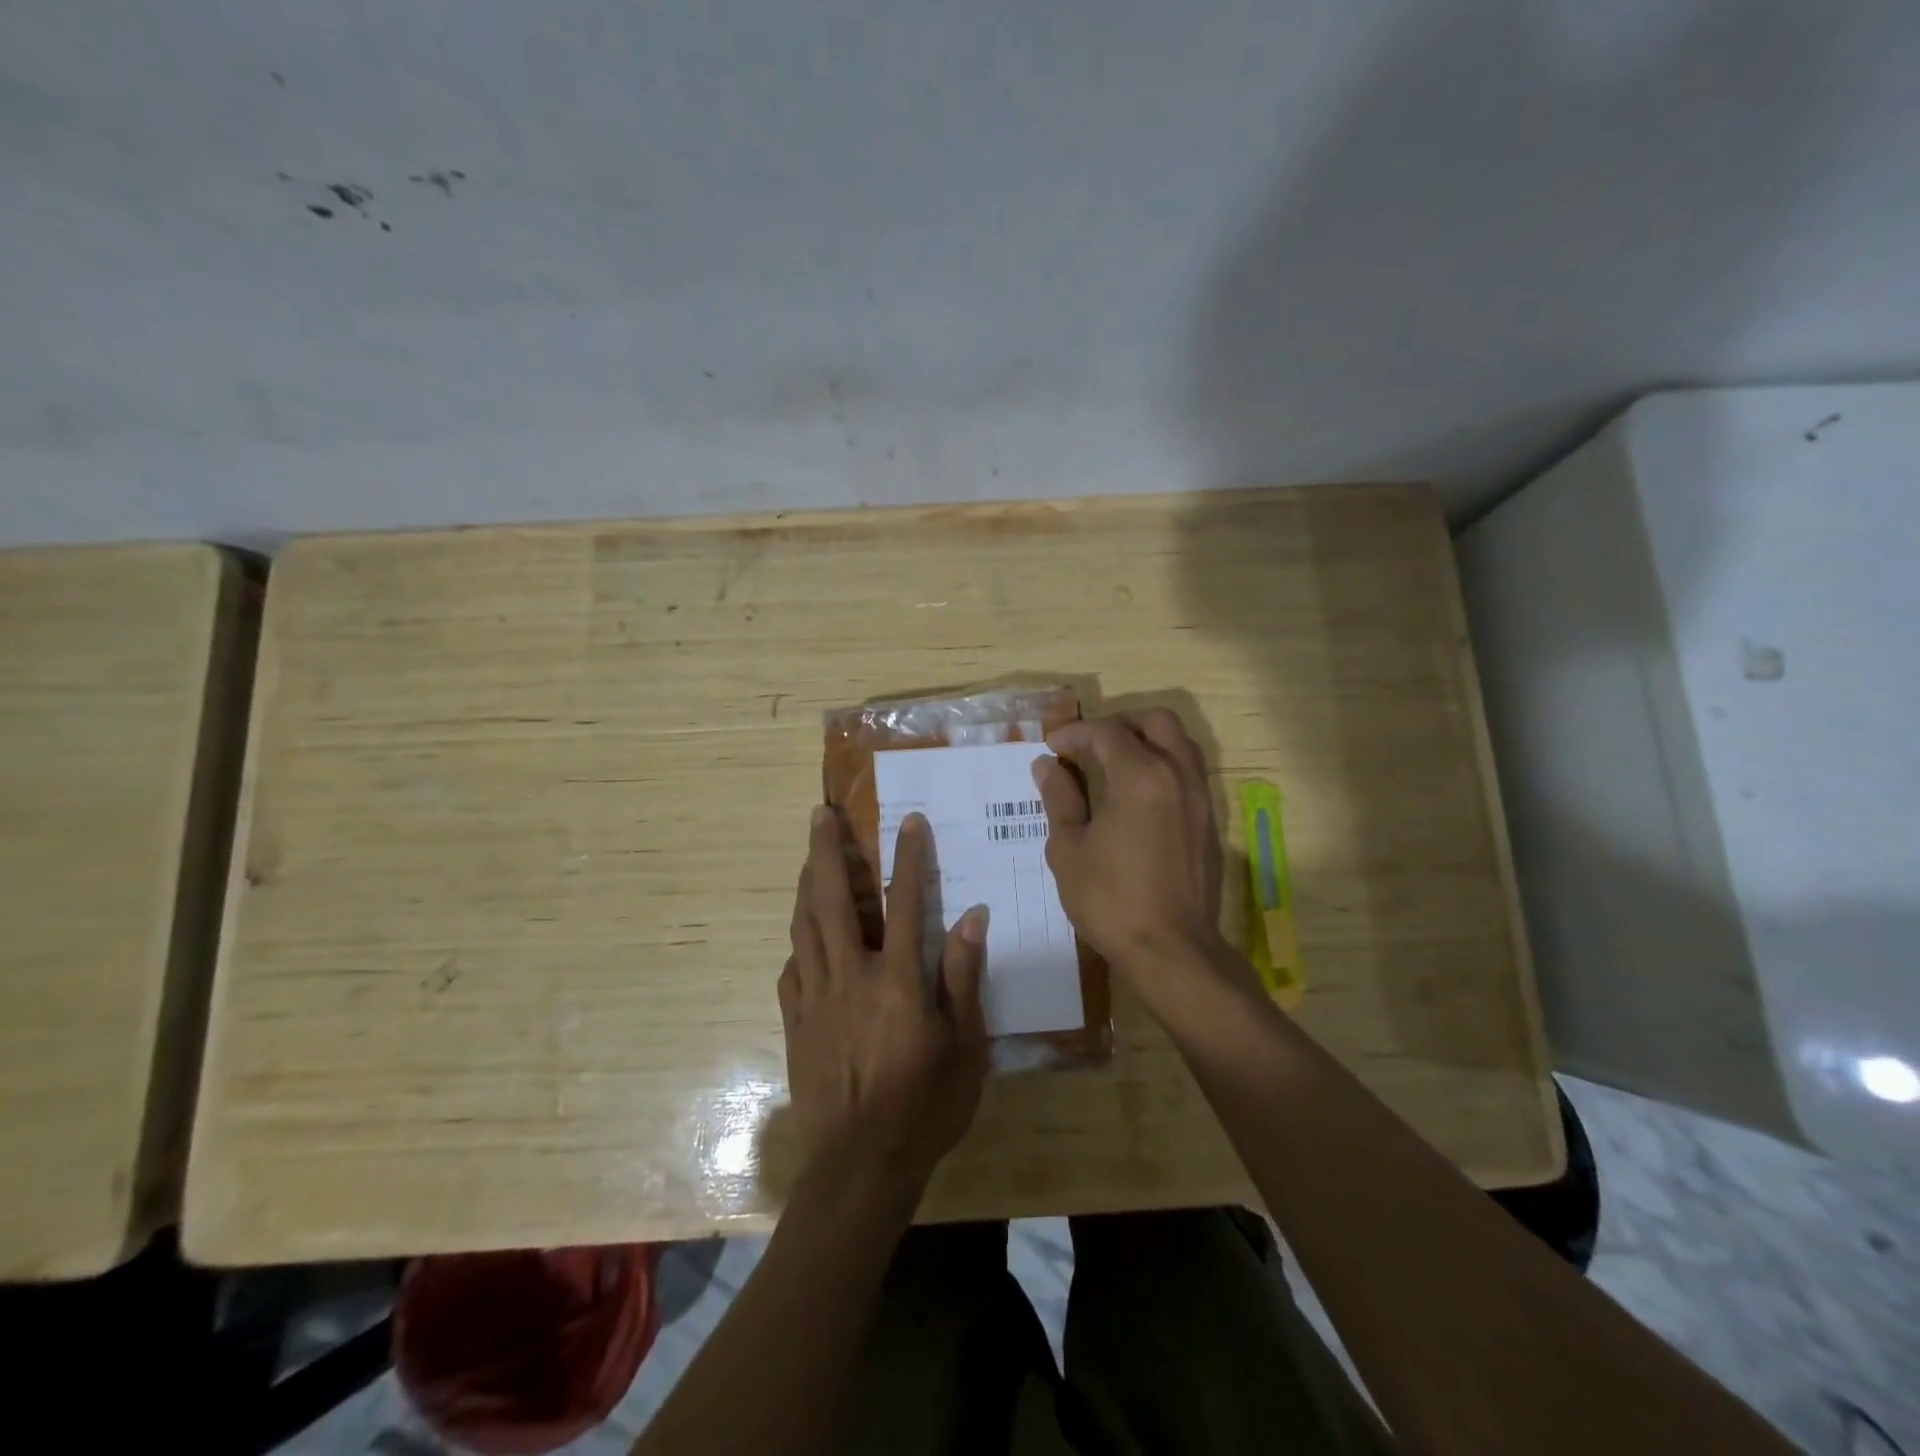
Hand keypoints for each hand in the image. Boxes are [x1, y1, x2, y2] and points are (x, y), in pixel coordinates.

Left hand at [778, 805, 989, 1188]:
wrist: (860, 1167)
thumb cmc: (925, 1106)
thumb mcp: (964, 1046)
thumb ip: (963, 976)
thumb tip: (971, 916)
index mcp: (897, 979)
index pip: (904, 902)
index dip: (908, 858)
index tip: (909, 821)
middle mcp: (850, 976)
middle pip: (834, 900)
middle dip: (827, 851)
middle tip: (820, 815)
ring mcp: (816, 998)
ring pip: (804, 927)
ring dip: (807, 885)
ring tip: (809, 856)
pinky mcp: (796, 1023)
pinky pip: (791, 970)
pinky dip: (797, 942)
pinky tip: (802, 935)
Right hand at [1032, 708, 1230, 986]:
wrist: (1172, 950)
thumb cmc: (1110, 899)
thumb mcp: (1069, 849)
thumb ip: (1060, 799)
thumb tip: (1047, 766)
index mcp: (1140, 776)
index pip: (1107, 732)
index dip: (1075, 732)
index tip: (1052, 747)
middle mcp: (1178, 775)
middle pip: (1156, 722)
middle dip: (1120, 723)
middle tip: (1090, 743)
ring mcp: (1200, 798)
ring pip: (1180, 744)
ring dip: (1147, 741)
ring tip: (1115, 763)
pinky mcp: (1210, 823)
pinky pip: (1189, 773)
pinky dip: (1164, 766)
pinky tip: (1138, 795)